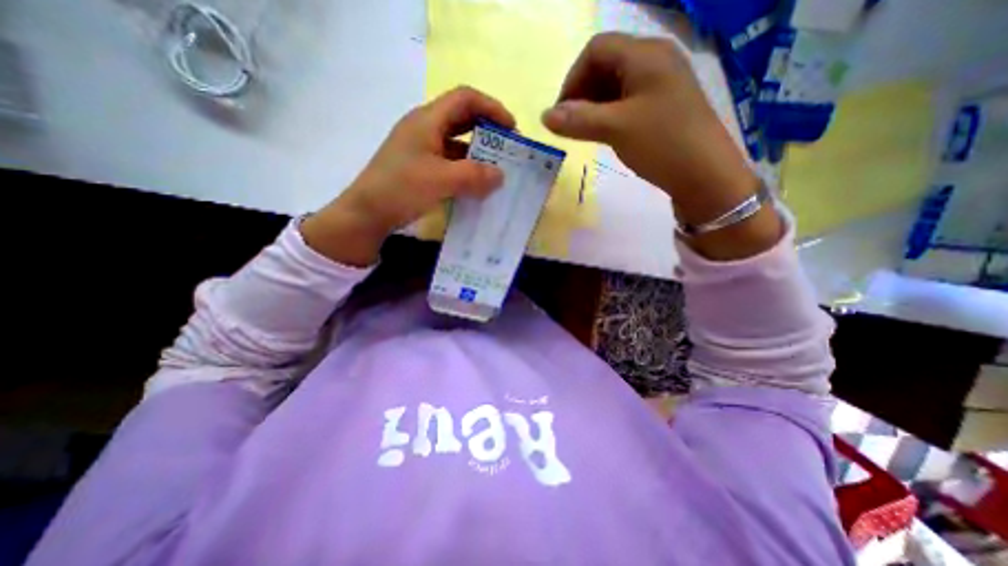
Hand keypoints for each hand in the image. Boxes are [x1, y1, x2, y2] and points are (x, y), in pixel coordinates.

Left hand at [302, 86, 514, 266]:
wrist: (367, 214)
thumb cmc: (401, 189)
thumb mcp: (440, 180)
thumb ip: (474, 175)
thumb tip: (500, 175)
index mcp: (428, 120)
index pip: (465, 99)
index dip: (492, 108)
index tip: (511, 128)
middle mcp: (425, 129)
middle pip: (462, 119)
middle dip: (488, 131)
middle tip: (507, 150)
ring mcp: (422, 150)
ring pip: (457, 143)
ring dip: (478, 154)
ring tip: (496, 171)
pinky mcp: (421, 168)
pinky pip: (451, 163)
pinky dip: (466, 170)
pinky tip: (476, 186)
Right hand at [543, 35, 776, 259]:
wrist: (705, 174)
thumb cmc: (661, 143)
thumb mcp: (615, 129)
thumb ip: (578, 120)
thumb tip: (544, 117)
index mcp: (645, 54)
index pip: (596, 50)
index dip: (573, 79)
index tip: (562, 113)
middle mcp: (655, 60)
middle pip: (606, 64)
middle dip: (582, 93)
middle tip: (572, 125)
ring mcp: (661, 83)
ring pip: (616, 85)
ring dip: (595, 106)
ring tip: (587, 132)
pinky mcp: (663, 104)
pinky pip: (628, 100)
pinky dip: (610, 113)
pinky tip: (606, 133)